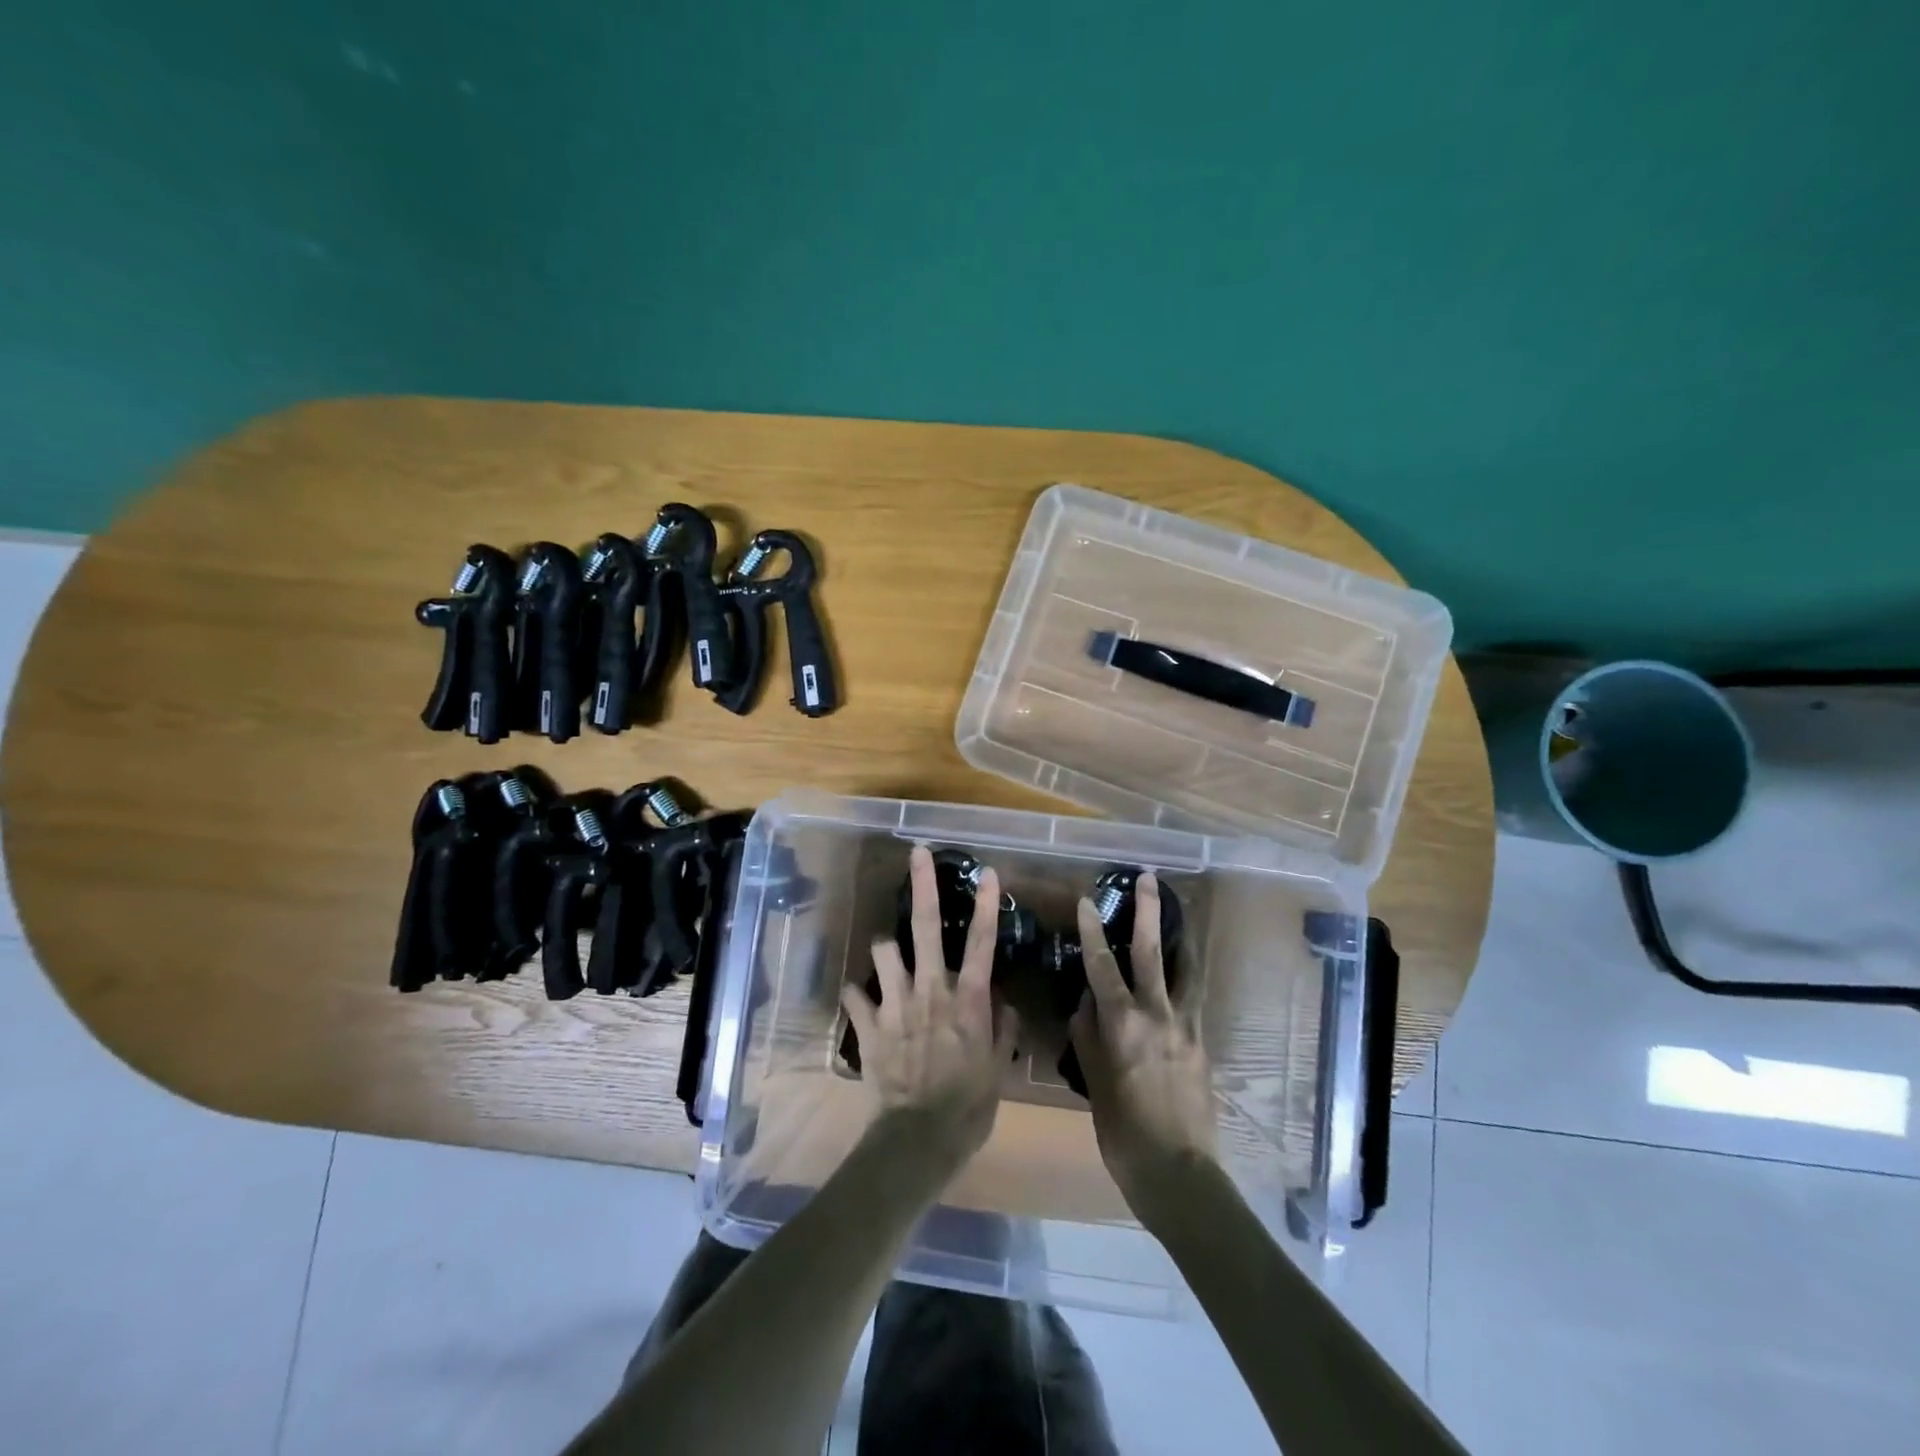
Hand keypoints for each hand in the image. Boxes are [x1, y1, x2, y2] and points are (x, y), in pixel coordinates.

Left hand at [841, 845, 1018, 1166]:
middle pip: (925, 927)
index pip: (981, 943)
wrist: (919, 1140)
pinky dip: (858, 995)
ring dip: (886, 950)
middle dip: (921, 886)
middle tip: (917, 855)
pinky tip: (861, 1000)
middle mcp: (930, 990)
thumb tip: (1002, 1002)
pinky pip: (855, 995)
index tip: (987, 872)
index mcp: (967, 1000)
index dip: (985, 905)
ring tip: (890, 957)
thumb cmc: (969, 1106)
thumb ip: (1003, 1029)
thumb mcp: (998, 1068)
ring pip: (883, 952)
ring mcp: (895, 1005)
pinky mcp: (869, 1025)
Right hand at [1069, 872, 1217, 1226]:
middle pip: (1151, 953)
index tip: (1086, 901)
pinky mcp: (1203, 1044)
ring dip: (1179, 938)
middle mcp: (1157, 1015)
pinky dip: (1190, 977)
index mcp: (1123, 1024)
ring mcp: (1186, 1028)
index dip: (1092, 931)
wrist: (1180, 1174)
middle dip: (1147, 913)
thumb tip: (1084, 1002)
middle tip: (1148, 879)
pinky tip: (1186, 972)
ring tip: (1181, 914)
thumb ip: (1088, 1037)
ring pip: (1185, 970)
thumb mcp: (1094, 1085)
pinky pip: (1196, 999)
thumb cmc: (1124, 1134)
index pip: (1102, 966)